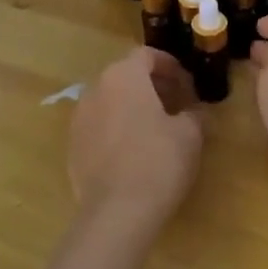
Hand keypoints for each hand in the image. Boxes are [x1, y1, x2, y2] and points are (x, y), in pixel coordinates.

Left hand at [67, 48, 203, 233]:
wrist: (117, 213)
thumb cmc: (159, 160)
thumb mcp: (190, 133)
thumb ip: (194, 113)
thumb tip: (194, 112)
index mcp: (123, 76)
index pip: (146, 55)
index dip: (170, 66)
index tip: (187, 84)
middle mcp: (95, 90)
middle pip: (125, 76)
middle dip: (152, 86)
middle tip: (176, 104)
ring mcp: (78, 119)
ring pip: (110, 101)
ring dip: (133, 107)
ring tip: (157, 128)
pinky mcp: (72, 147)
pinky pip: (99, 126)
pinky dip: (117, 129)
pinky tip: (135, 152)